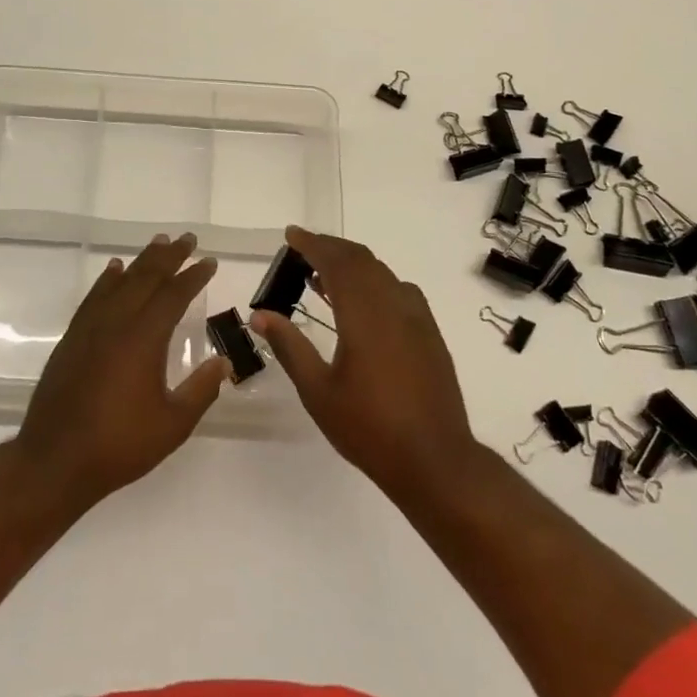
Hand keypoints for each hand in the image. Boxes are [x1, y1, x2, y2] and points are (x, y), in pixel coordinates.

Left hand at [14, 233, 226, 511]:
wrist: (55, 461)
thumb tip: (223, 362)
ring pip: (119, 282)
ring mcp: (90, 328)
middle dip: (169, 256)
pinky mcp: (72, 339)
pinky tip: (114, 270)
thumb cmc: (120, 445)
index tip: (209, 261)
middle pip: (146, 278)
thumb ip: (201, 390)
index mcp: (144, 339)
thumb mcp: (173, 424)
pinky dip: (107, 280)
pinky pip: (94, 297)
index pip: (173, 295)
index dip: (193, 276)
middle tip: (187, 238)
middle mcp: (116, 323)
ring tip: (157, 244)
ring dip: (141, 261)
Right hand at [250, 226, 480, 504]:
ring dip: (353, 265)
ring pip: (382, 273)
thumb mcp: (318, 391)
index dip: (313, 243)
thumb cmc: (369, 428)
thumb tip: (260, 314)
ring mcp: (417, 318)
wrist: (435, 461)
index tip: (291, 234)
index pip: (337, 262)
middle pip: (361, 260)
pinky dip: (374, 283)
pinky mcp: (430, 334)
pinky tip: (362, 305)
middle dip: (331, 248)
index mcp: (364, 314)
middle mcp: (394, 305)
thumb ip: (289, 347)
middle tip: (302, 251)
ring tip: (323, 277)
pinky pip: (399, 290)